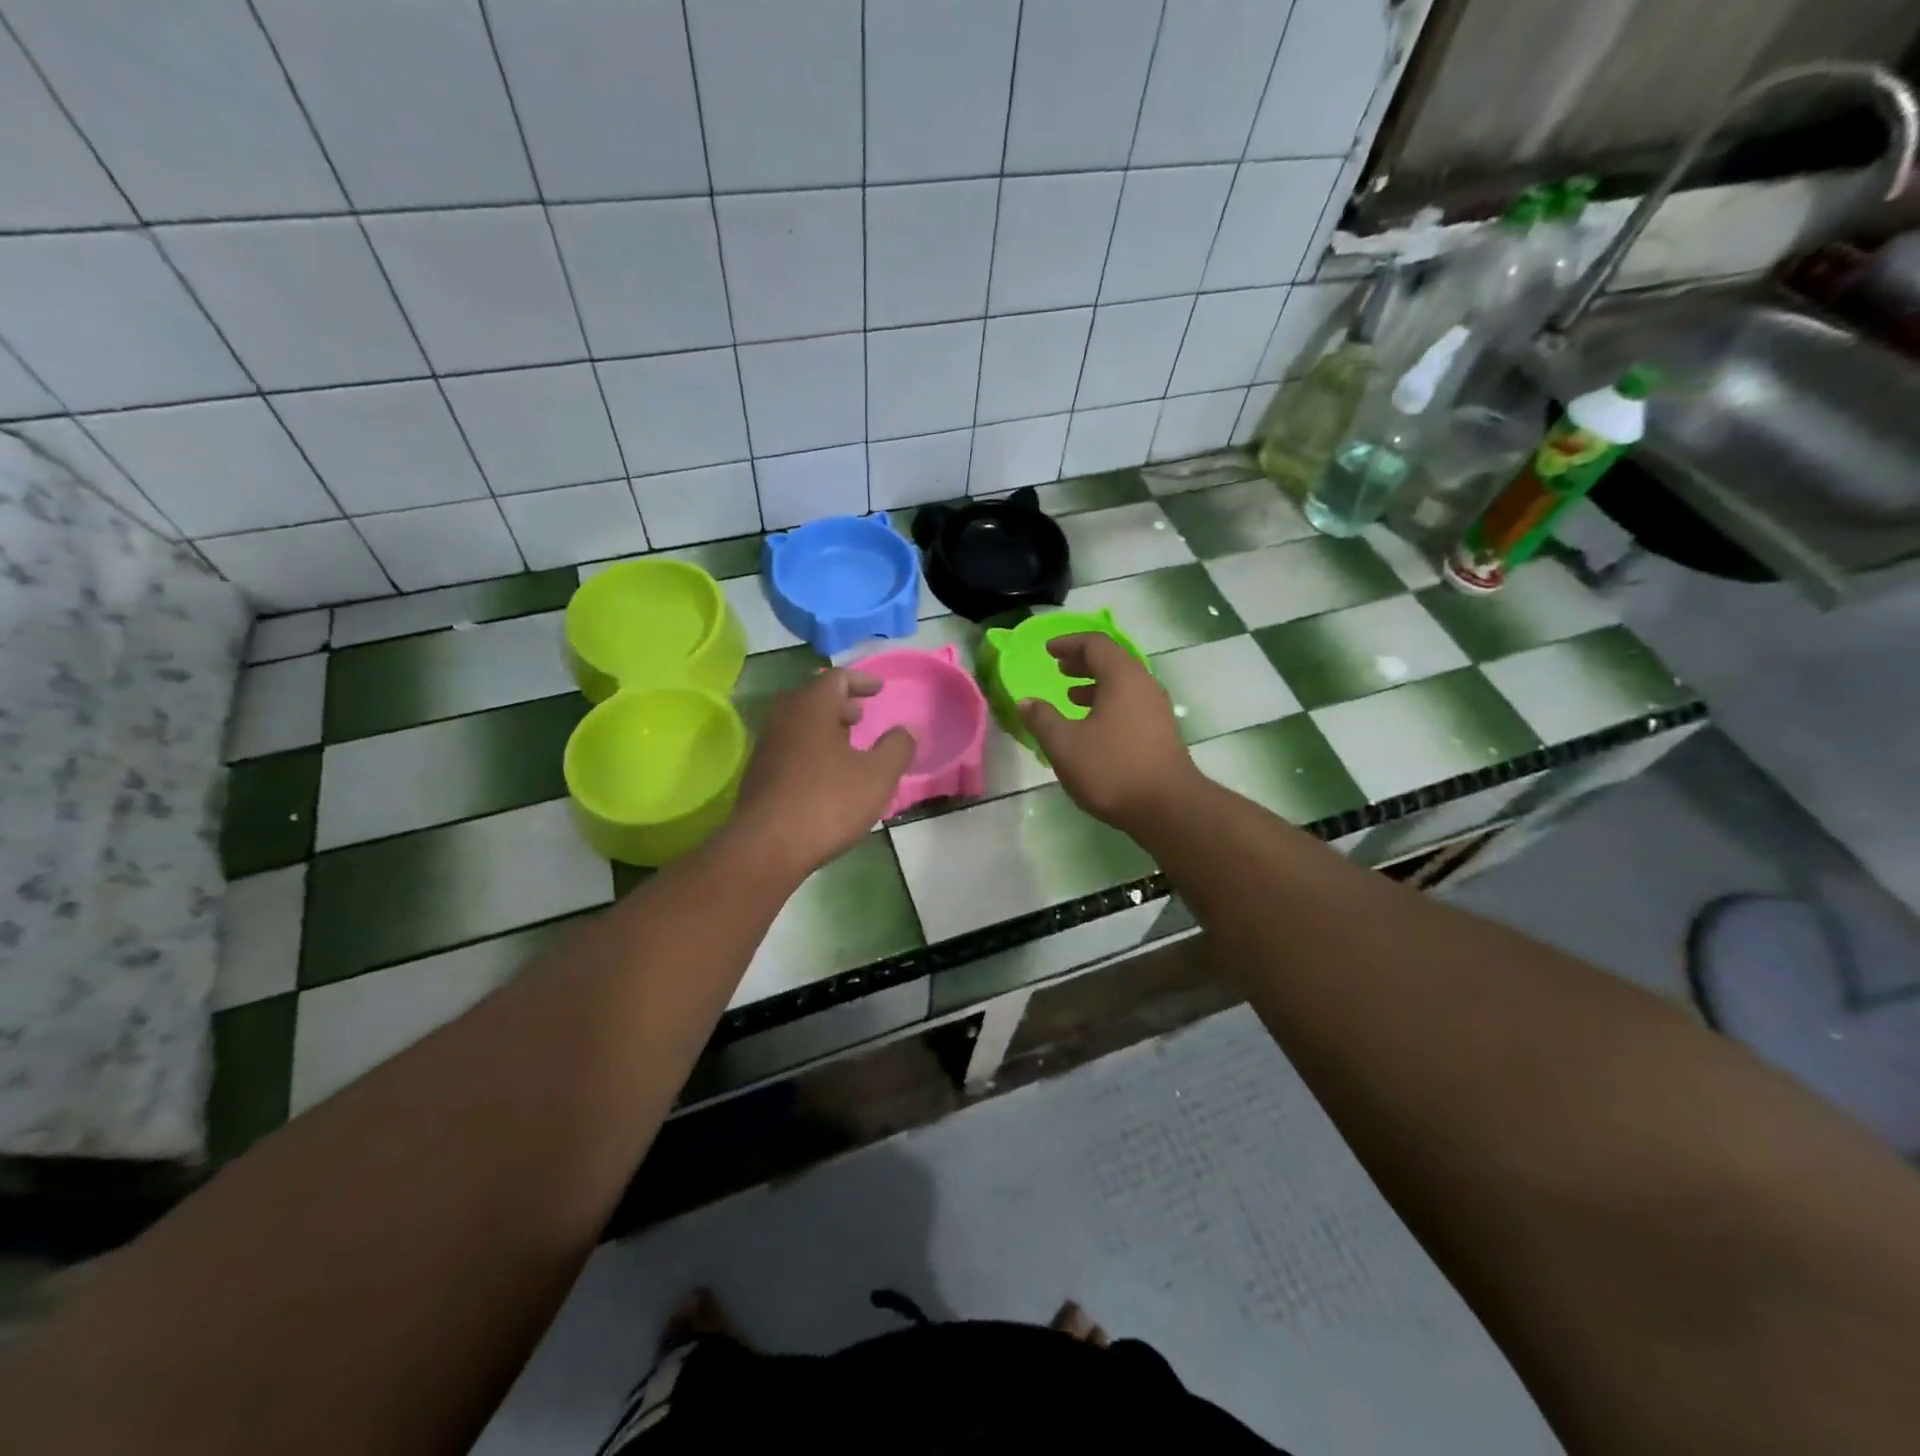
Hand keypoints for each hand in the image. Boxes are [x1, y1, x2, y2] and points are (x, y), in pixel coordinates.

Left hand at [726, 668, 914, 881]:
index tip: (879, 689)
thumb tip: (904, 731)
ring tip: (848, 744)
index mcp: (811, 708)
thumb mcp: (877, 776)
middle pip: (813, 698)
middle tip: (862, 715)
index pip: (836, 678)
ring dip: (825, 727)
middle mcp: (784, 719)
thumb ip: (897, 747)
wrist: (766, 848)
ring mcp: (767, 747)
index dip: (861, 680)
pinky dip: (812, 747)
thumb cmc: (827, 803)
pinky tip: (827, 774)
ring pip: (800, 724)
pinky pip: (791, 747)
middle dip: (841, 703)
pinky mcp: (759, 774)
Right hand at [1017, 634, 1201, 838]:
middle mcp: (1144, 685)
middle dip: (1083, 662)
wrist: (1167, 808)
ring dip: (1096, 685)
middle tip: (1059, 669)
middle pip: (1113, 661)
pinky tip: (1093, 727)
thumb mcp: (1065, 745)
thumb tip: (1025, 702)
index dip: (1069, 643)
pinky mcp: (1162, 732)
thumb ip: (1042, 719)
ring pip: (1123, 685)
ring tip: (1071, 696)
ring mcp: (1157, 709)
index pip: (1095, 644)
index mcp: (1122, 677)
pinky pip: (1131, 704)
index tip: (1048, 650)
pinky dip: (1108, 704)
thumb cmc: (1112, 769)